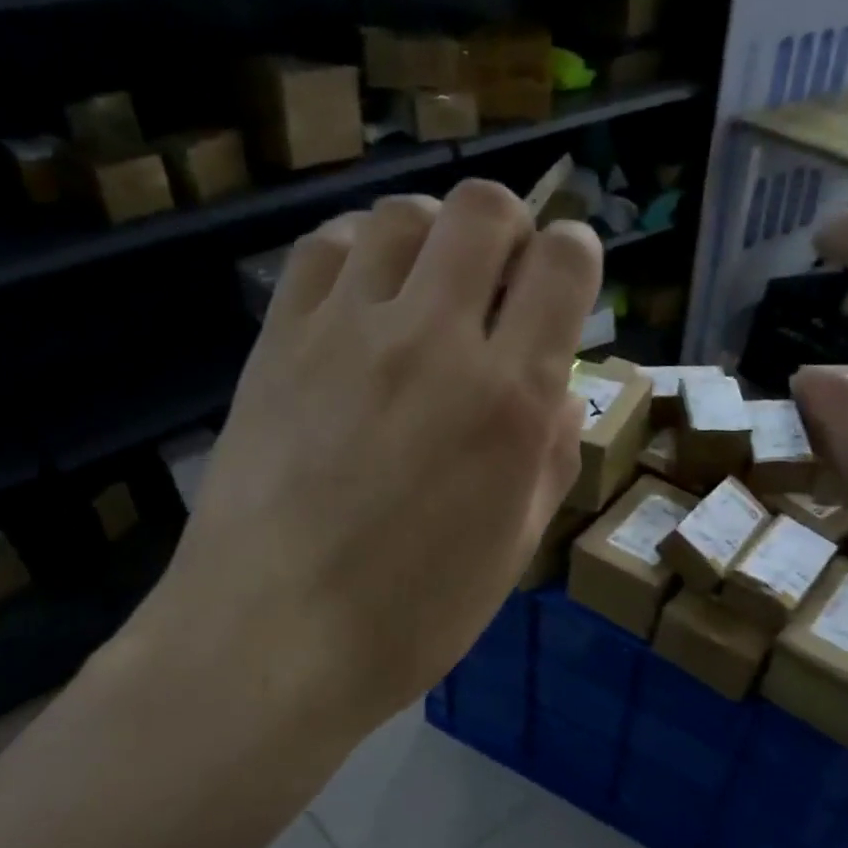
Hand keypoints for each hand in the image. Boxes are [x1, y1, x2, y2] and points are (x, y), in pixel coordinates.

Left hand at [139, 181, 600, 732]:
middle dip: (509, 227)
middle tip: (500, 278)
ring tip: (428, 287)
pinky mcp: (280, 339)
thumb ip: (550, 455)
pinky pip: (325, 248)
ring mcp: (348, 331)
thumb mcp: (514, 548)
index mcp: (509, 399)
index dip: (576, 255)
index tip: (564, 281)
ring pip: (403, 215)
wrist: (271, 639)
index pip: (563, 263)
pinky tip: (363, 296)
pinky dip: (359, 251)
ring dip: (434, 235)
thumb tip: (556, 391)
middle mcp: (434, 341)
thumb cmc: (412, 616)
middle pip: (484, 209)